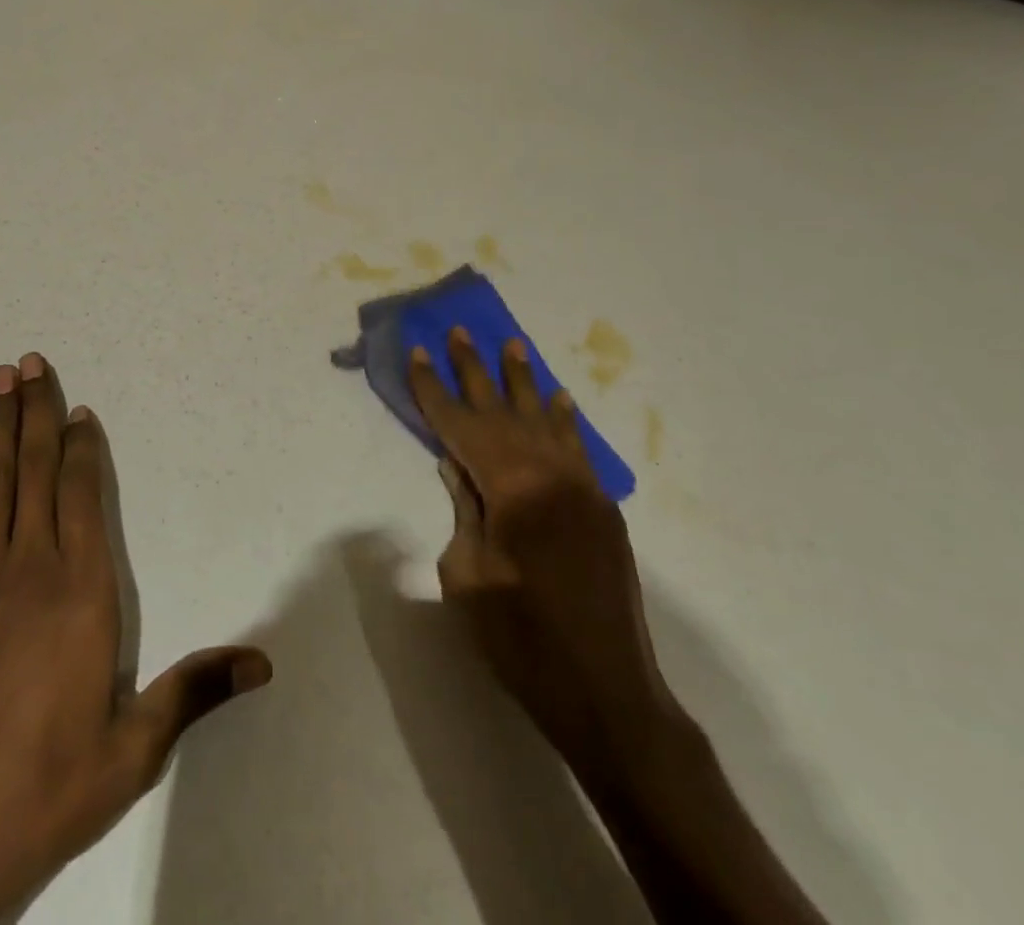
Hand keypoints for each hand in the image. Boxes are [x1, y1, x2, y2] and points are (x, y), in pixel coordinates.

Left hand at [0, 354, 270, 924]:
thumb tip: (263, 663)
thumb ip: (192, 693)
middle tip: (29, 361)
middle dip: (34, 412)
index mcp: (80, 595)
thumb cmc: (41, 792)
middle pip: (32, 472)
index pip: (81, 498)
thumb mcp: (131, 751)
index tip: (77, 409)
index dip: (79, 448)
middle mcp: (28, 571)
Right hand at [408, 330, 671, 774]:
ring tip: (511, 344)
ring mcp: (581, 489)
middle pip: (502, 410)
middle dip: (475, 370)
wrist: (606, 693)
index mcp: (512, 487)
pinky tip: (558, 399)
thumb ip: (464, 509)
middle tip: (459, 330)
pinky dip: (564, 421)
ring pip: (544, 420)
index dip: (434, 389)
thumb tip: (456, 466)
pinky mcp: (600, 509)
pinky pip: (577, 449)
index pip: (461, 425)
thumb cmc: (521, 640)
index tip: (417, 352)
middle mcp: (550, 474)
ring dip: (524, 382)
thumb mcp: (468, 574)